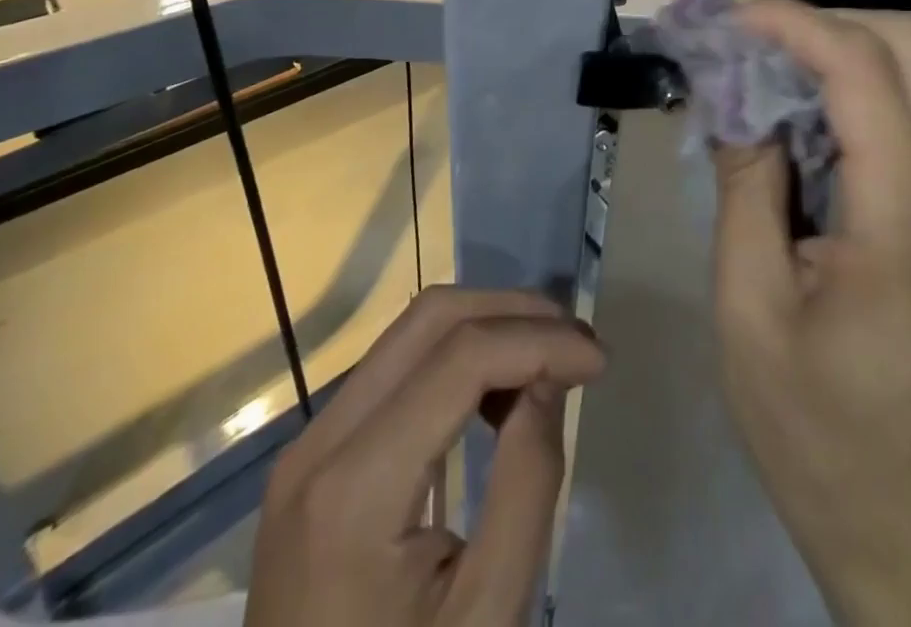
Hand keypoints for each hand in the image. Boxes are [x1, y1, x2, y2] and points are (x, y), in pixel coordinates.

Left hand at [245, 287, 604, 626]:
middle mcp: (319, 440)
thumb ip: (526, 483)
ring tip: (548, 361)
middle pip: (430, 318)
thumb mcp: (486, 616)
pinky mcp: (315, 452)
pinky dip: (456, 355)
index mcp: (353, 489)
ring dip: (488, 327)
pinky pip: (395, 366)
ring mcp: (309, 441)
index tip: (601, 359)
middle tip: (577, 345)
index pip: (460, 357)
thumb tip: (549, 375)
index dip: (540, 340)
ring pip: (411, 330)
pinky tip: (496, 392)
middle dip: (515, 314)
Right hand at [709, 0, 910, 626]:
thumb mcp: (748, 303)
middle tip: (744, 47)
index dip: (788, 24)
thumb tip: (734, 92)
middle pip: (905, 44)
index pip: (861, 66)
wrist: (902, 523)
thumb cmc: (811, 427)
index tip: (722, 23)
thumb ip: (744, 181)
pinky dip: (853, 93)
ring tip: (761, 79)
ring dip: (834, 55)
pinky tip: (800, 126)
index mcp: (908, 216)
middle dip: (817, 25)